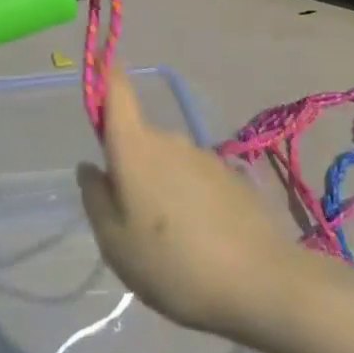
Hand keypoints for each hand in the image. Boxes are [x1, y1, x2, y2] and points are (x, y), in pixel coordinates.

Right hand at [76, 70, 293, 337]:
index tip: (99, 67)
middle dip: (132, 167)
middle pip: (140, 139)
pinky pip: (196, 181)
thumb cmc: (174, 263)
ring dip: (162, 188)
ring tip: (169, 242)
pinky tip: (201, 243)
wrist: (263, 284)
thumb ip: (95, 198)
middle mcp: (169, 140)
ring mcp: (205, 157)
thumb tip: (91, 167)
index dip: (106, 74)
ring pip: (168, 163)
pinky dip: (190, 201)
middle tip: (132, 220)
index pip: (117, 91)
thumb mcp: (115, 243)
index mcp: (134, 147)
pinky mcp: (232, 178)